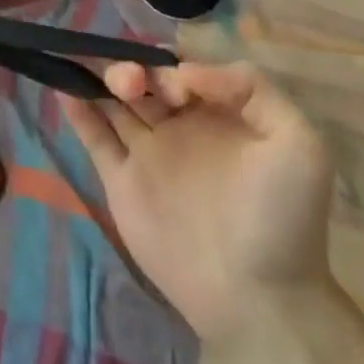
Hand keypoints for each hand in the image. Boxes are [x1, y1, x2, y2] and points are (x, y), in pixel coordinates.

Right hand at [67, 61, 333, 346]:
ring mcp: (147, 153)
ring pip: (115, 102)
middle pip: (144, 81)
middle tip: (129, 84)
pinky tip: (63, 89)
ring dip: (100, 80)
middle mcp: (180, 127)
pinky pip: (94, 137)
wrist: (256, 298)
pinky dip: (77, 111)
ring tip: (90, 73)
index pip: (183, 71)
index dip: (172, 66)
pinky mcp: (120, 180)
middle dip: (131, 68)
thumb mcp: (299, 144)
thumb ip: (252, 88)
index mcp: (219, 116)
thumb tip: (185, 70)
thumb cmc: (281, 218)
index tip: (175, 89)